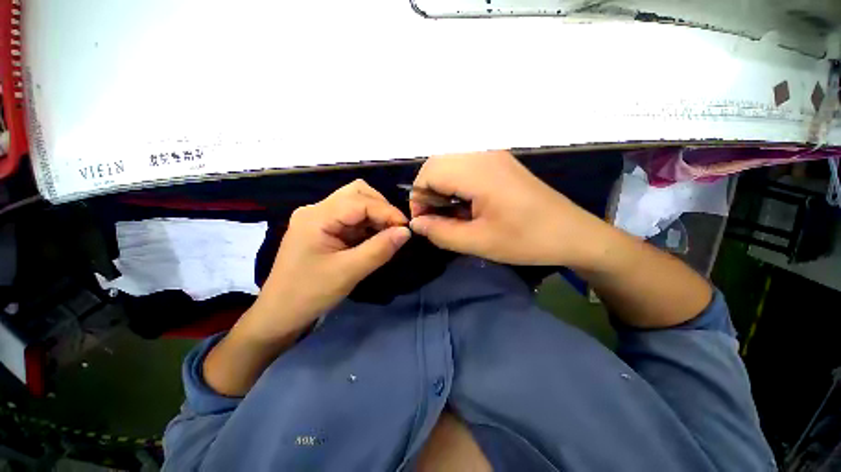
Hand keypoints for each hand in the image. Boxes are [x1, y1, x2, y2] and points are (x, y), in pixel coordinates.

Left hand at [245, 179, 410, 339]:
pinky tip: (376, 238)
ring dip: (376, 215)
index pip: (360, 201)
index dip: (387, 211)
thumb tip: (406, 232)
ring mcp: (319, 218)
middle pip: (357, 193)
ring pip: (356, 203)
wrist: (280, 314)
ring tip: (389, 234)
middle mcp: (317, 210)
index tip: (407, 228)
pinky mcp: (323, 229)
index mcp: (317, 216)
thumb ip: (380, 249)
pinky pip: (352, 218)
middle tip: (396, 228)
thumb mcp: (349, 272)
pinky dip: (368, 224)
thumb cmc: (310, 293)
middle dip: (381, 207)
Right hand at [409, 151, 600, 265]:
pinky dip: (455, 184)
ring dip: (441, 187)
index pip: (428, 173)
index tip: (425, 222)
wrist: (572, 233)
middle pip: (436, 164)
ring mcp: (493, 156)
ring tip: (450, 213)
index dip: (419, 198)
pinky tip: (465, 204)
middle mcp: (483, 154)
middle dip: (427, 191)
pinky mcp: (500, 163)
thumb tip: (417, 223)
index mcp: (477, 171)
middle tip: (436, 218)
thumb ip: (441, 232)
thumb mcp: (478, 242)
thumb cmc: (526, 240)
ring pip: (449, 164)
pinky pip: (465, 167)